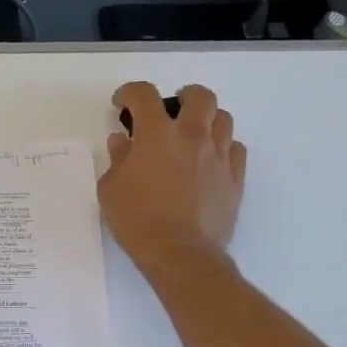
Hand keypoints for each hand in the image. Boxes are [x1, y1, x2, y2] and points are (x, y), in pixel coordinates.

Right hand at [101, 82, 246, 273]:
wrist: (180, 253)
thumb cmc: (137, 220)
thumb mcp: (111, 189)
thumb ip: (117, 159)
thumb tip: (123, 141)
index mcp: (156, 134)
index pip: (144, 95)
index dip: (130, 93)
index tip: (122, 104)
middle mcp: (192, 136)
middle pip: (199, 97)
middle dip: (184, 96)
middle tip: (172, 109)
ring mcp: (218, 156)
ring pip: (223, 119)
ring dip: (207, 120)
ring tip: (194, 134)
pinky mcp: (235, 179)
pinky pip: (235, 149)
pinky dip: (223, 147)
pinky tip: (210, 160)